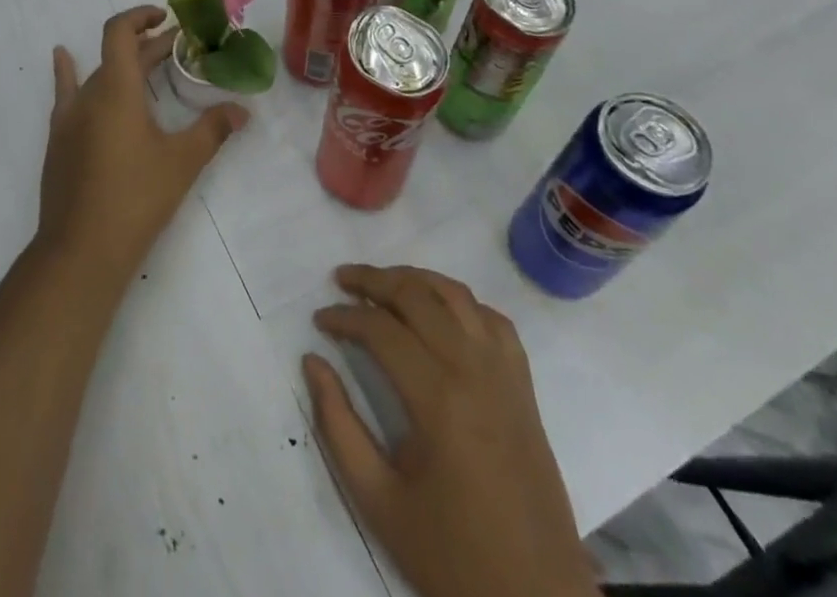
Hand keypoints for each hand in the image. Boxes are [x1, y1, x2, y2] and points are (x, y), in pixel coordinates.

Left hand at [37, 6, 247, 281]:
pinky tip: (61, 57)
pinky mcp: (59, 140)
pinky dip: (68, 72)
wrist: (80, 251)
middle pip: (116, 54)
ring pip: (97, 75)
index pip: (120, 31)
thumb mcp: (182, 162)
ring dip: (122, 65)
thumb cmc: (136, 199)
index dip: (141, 16)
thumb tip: (244, 110)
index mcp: (116, 89)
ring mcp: (68, 118)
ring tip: (147, 64)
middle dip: (149, 47)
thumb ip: (213, 130)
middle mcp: (87, 94)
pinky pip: (67, 95)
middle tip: (180, 50)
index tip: (166, 18)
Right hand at [304, 266, 596, 596]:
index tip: (319, 321)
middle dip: (373, 280)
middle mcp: (474, 370)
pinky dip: (460, 302)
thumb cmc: (452, 556)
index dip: (344, 317)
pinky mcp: (524, 386)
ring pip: (455, 294)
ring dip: (415, 279)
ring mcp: (505, 373)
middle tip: (341, 280)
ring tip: (382, 284)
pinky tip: (439, 313)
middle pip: (417, 295)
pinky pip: (491, 319)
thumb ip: (338, 426)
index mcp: (439, 400)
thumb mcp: (379, 502)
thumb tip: (312, 362)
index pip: (381, 330)